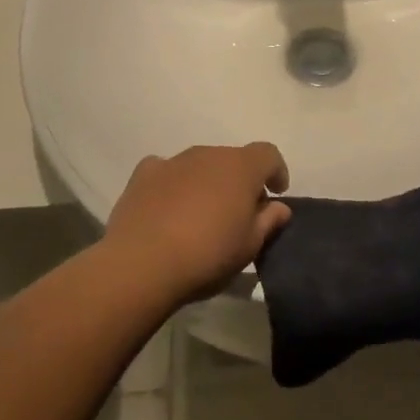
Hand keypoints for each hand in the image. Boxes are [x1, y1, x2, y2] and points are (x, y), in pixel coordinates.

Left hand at [103, 143, 290, 302]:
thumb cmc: (208, 255)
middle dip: (240, 180)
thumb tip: (278, 207)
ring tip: (202, 215)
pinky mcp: (143, 175)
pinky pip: (167, 171)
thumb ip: (269, 221)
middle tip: (239, 213)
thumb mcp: (250, 246)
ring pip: (200, 165)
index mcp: (241, 167)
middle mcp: (208, 154)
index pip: (268, 154)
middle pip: (233, 159)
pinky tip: (169, 208)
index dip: (276, 171)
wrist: (142, 264)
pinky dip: (174, 184)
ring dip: (207, 182)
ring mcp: (173, 161)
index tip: (276, 193)